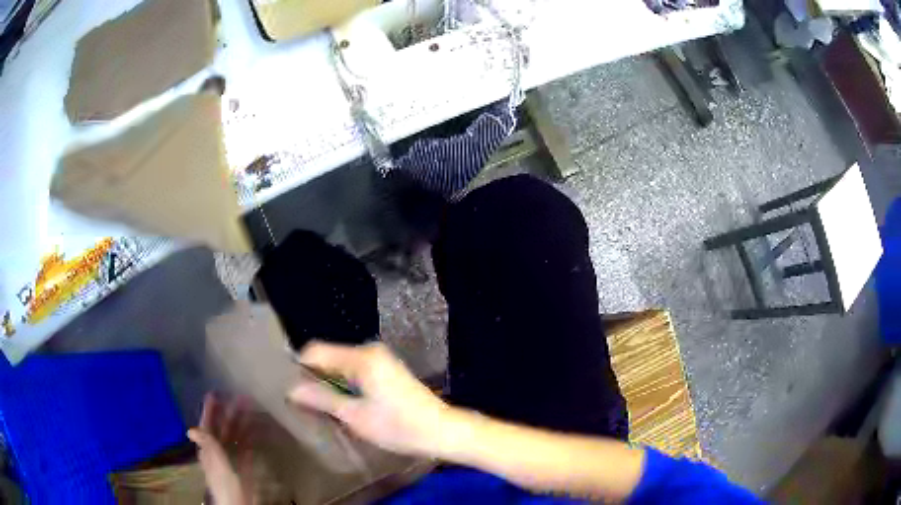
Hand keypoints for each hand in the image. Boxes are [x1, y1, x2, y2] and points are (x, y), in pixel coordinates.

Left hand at [187, 393, 255, 504]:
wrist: (238, 503)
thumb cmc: (224, 482)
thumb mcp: (214, 461)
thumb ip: (206, 444)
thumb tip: (190, 429)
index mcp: (208, 448)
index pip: (208, 426)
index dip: (210, 411)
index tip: (214, 395)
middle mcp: (218, 451)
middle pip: (224, 428)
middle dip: (231, 413)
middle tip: (240, 397)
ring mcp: (232, 459)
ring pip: (236, 436)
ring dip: (243, 423)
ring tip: (251, 409)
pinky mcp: (244, 466)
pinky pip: (247, 448)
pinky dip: (251, 438)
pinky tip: (257, 430)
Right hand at [288, 341, 453, 456]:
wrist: (442, 430)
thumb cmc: (398, 426)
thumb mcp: (355, 416)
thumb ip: (322, 399)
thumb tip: (291, 389)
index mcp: (360, 358)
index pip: (315, 351)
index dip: (299, 368)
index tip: (290, 390)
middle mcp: (369, 351)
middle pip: (329, 357)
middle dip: (315, 377)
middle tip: (304, 403)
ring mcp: (381, 359)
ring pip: (341, 365)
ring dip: (330, 383)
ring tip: (322, 407)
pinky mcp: (387, 370)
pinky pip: (355, 371)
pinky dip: (345, 384)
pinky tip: (344, 404)